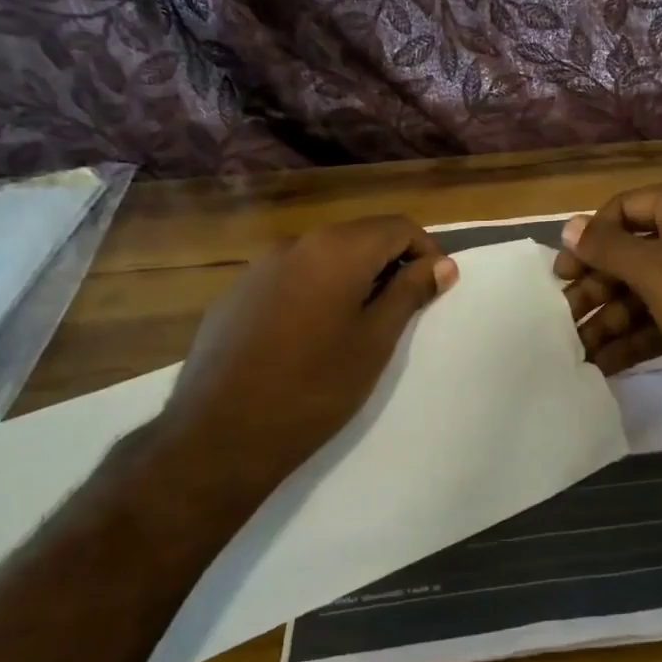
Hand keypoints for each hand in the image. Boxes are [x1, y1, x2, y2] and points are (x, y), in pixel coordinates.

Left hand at [150, 216, 457, 494]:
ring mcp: (259, 268)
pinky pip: (290, 278)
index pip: (397, 227)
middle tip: (404, 309)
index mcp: (336, 250)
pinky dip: (316, 291)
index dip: (426, 252)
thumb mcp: (375, 342)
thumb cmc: (314, 388)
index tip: (436, 288)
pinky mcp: (236, 294)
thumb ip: (409, 293)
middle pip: (359, 236)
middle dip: (390, 263)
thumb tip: (442, 265)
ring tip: (360, 325)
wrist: (220, 434)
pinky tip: (311, 336)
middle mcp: (296, 244)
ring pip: (323, 257)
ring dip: (353, 278)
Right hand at [555, 182, 661, 422]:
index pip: (626, 207)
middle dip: (597, 286)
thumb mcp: (655, 269)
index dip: (590, 237)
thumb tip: (568, 226)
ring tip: (576, 349)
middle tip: (564, 317)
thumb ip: (607, 248)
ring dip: (610, 318)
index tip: (562, 273)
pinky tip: (603, 363)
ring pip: (645, 290)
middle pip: (633, 252)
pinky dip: (634, 337)